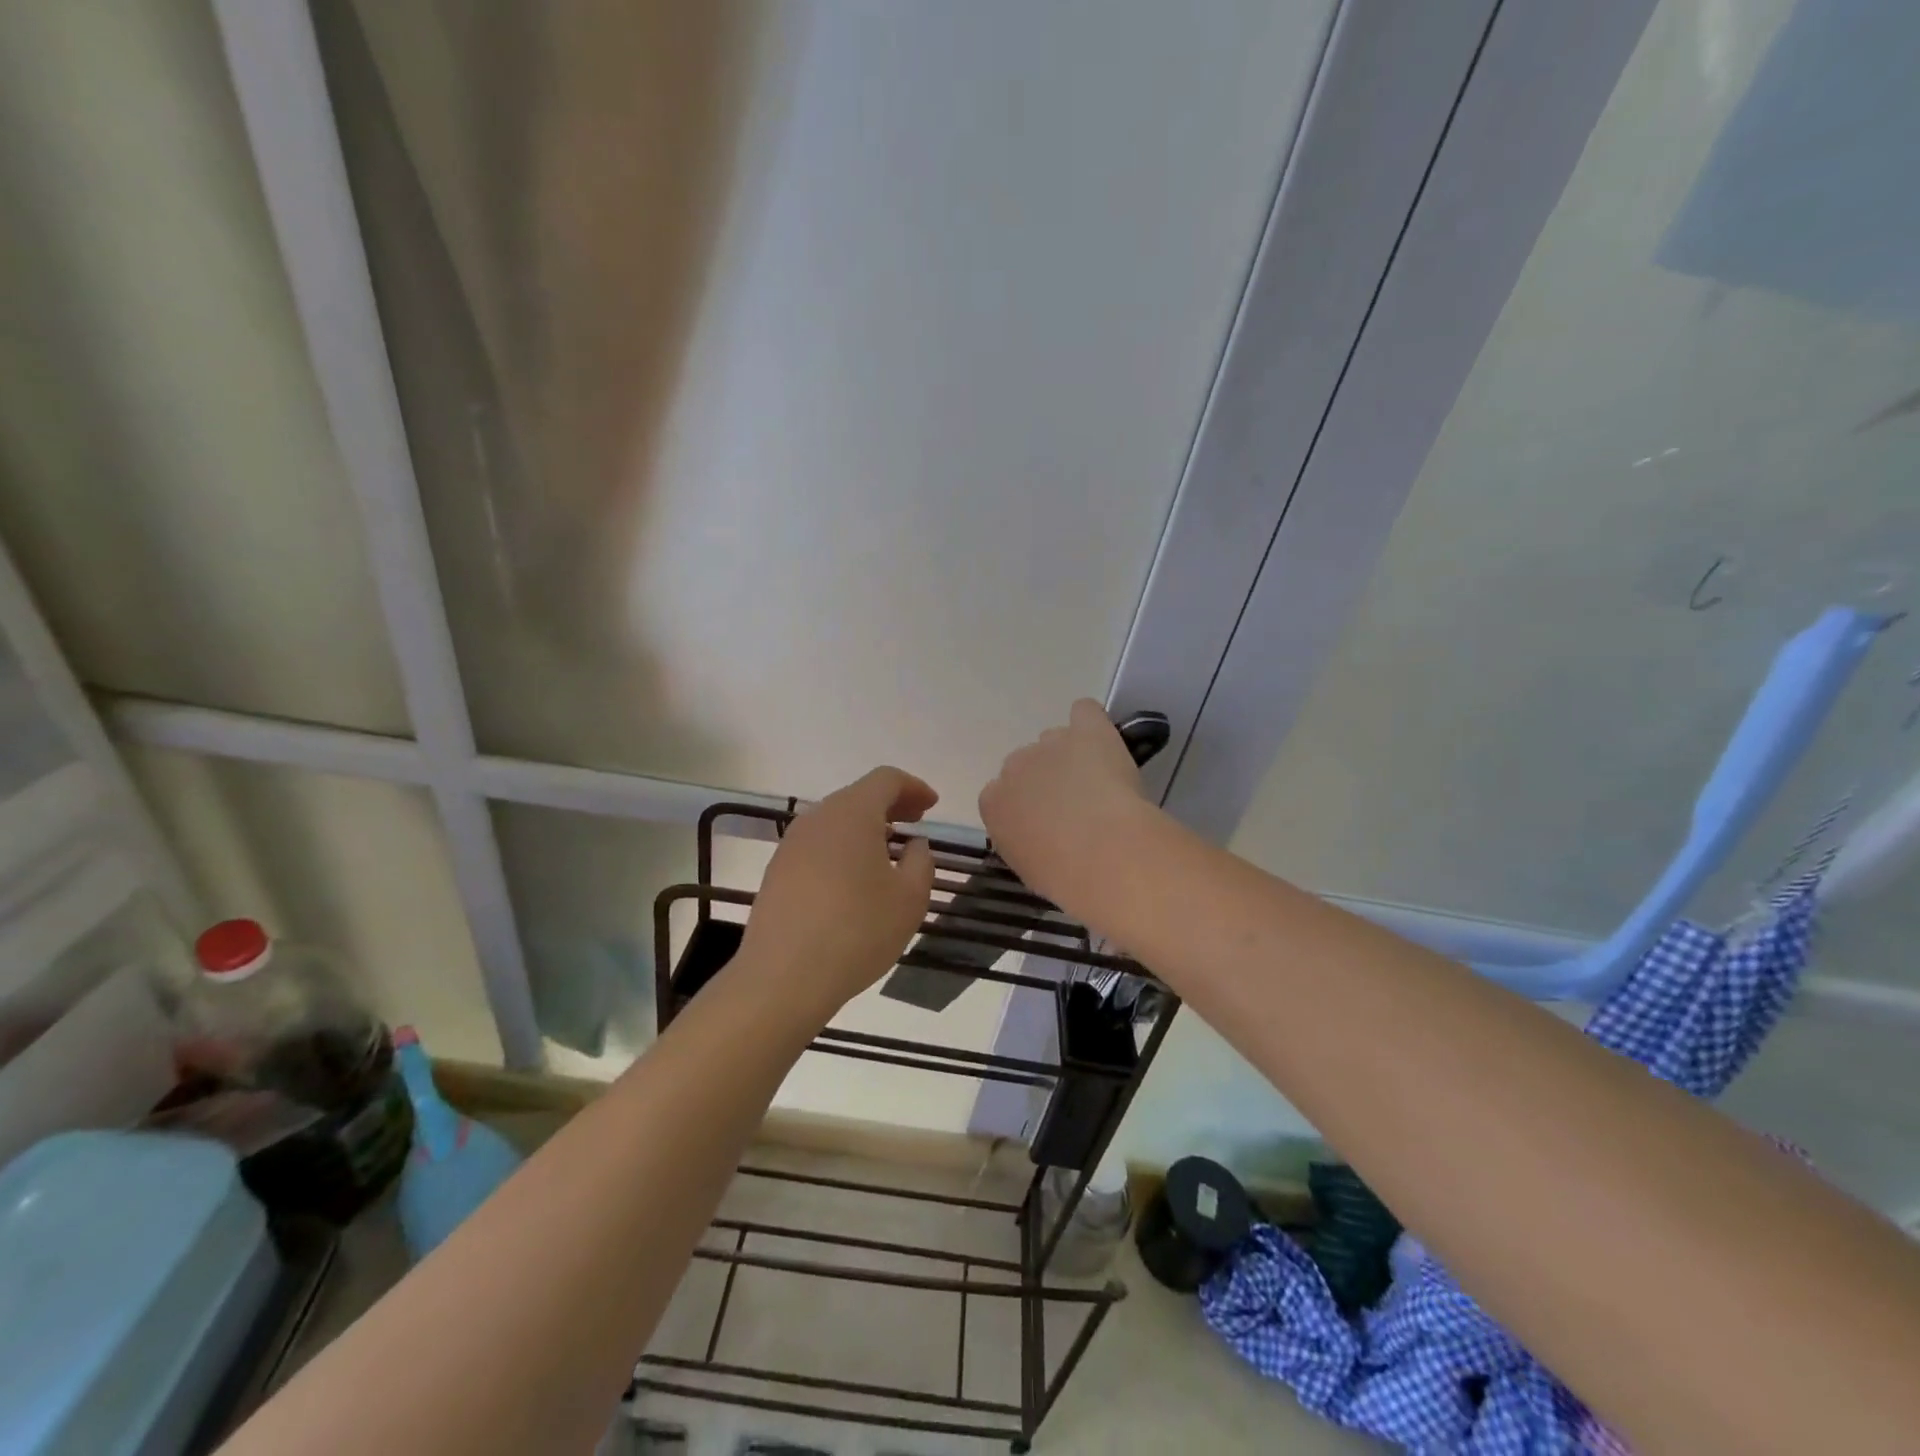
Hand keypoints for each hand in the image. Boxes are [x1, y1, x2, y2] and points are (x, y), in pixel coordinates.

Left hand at [738, 767, 937, 1015]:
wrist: (783, 977)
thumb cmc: (857, 931)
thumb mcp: (910, 899)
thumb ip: (921, 862)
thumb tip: (914, 845)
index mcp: (852, 813)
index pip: (886, 779)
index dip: (914, 787)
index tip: (932, 806)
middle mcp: (817, 818)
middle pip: (858, 796)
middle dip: (891, 805)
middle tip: (916, 824)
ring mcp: (792, 844)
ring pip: (835, 821)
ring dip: (865, 828)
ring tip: (888, 852)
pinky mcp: (777, 871)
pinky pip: (818, 845)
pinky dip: (843, 848)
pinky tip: (854, 879)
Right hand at [979, 699, 1156, 919]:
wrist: (1105, 855)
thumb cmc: (1065, 876)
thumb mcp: (1028, 867)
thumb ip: (1022, 841)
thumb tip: (1037, 835)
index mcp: (993, 804)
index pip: (1000, 794)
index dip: (1024, 806)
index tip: (1044, 823)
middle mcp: (1014, 766)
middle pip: (1026, 764)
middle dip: (1045, 778)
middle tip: (1074, 806)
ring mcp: (1050, 744)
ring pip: (1056, 740)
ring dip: (1071, 755)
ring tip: (1099, 783)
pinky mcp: (1086, 729)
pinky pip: (1084, 712)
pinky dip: (1092, 723)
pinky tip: (1103, 741)